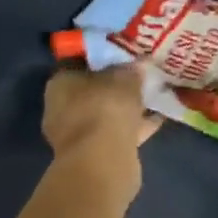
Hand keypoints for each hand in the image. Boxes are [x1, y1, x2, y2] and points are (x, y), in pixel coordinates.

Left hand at [41, 65, 155, 191]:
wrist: (103, 163)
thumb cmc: (105, 107)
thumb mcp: (124, 77)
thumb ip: (131, 70)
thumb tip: (138, 64)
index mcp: (59, 83)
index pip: (78, 63)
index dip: (101, 57)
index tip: (122, 54)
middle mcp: (61, 109)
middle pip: (92, 90)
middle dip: (115, 85)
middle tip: (139, 75)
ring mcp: (77, 136)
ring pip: (105, 114)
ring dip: (126, 107)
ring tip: (153, 95)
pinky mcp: (94, 156)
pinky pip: (117, 133)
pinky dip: (134, 127)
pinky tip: (158, 118)